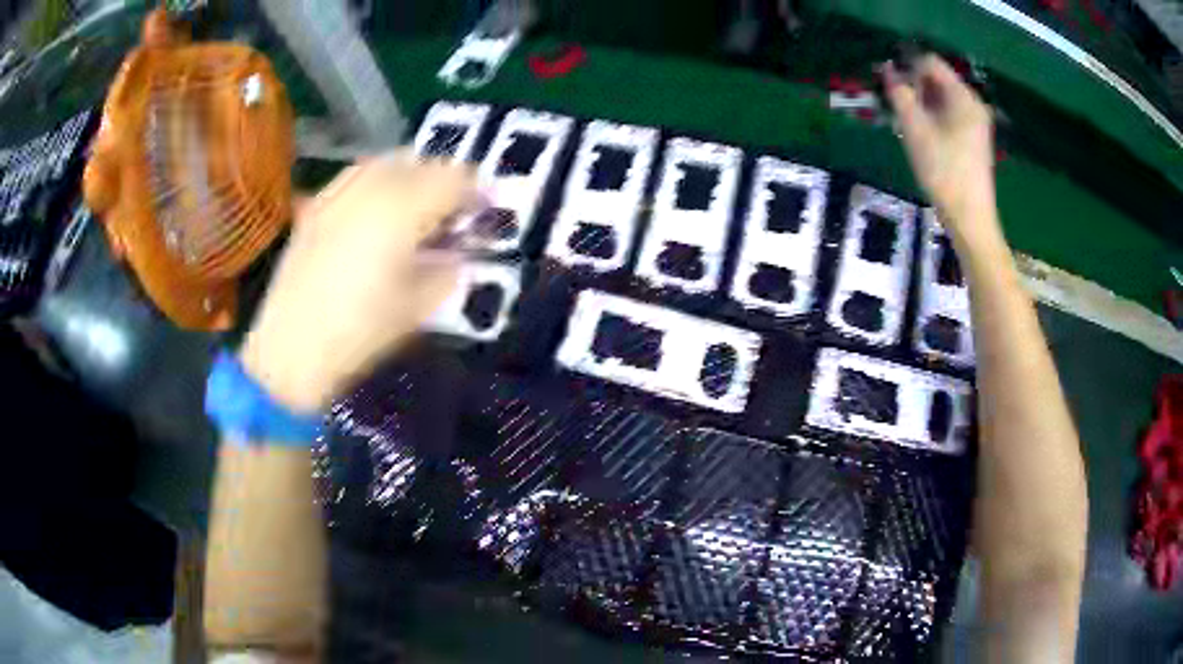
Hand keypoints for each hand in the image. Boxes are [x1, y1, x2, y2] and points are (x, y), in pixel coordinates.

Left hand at [241, 153, 476, 411]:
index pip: (453, 179)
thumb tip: (457, 253)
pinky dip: (376, 183)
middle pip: (419, 161)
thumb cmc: (359, 334)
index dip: (476, 190)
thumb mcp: (417, 307)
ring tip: (414, 206)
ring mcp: (337, 194)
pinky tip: (375, 211)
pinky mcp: (315, 207)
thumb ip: (447, 271)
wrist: (290, 350)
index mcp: (402, 212)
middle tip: (451, 209)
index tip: (485, 209)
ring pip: (384, 162)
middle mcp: (370, 189)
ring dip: (409, 175)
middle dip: (442, 178)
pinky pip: (354, 177)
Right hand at [883, 55, 1000, 248]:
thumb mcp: (915, 129)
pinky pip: (950, 114)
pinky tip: (924, 137)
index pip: (930, 62)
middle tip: (899, 110)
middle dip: (914, 87)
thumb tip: (887, 68)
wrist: (970, 218)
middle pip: (937, 79)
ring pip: (942, 97)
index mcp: (963, 97)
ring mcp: (976, 122)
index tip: (894, 90)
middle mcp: (973, 103)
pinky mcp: (974, 139)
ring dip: (922, 103)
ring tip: (909, 126)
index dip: (908, 69)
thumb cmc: (943, 171)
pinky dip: (933, 117)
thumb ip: (900, 94)